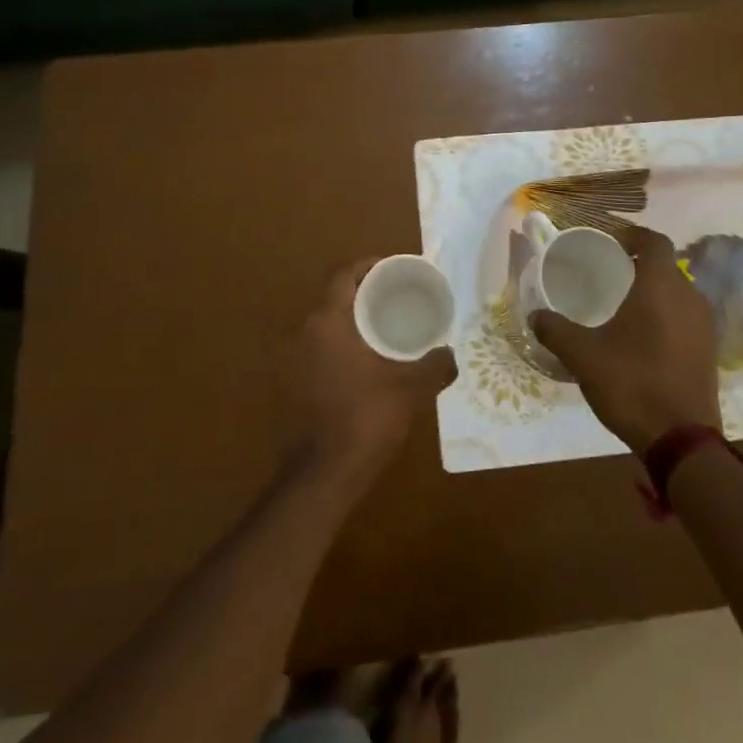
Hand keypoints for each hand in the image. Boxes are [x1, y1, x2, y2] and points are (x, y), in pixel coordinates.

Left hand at [283, 259, 456, 489]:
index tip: (394, 269)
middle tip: (398, 298)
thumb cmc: (364, 421)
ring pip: (326, 324)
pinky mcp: (291, 384)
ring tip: (386, 329)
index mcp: (328, 321)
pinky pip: (319, 349)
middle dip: (365, 292)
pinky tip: (366, 364)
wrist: (320, 477)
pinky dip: (341, 345)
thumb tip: (451, 356)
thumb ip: (434, 367)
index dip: (368, 265)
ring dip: (352, 321)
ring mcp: (293, 359)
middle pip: (335, 296)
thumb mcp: (409, 390)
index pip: (343, 273)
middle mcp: (305, 332)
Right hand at [530, 225, 720, 455]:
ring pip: (678, 292)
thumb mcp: (583, 356)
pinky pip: (686, 317)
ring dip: (654, 291)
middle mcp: (689, 297)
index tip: (610, 242)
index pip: (654, 241)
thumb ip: (556, 330)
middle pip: (666, 266)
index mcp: (660, 287)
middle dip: (640, 264)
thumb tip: (535, 315)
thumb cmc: (632, 384)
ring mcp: (704, 326)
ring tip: (624, 305)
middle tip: (610, 273)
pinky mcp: (709, 351)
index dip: (632, 235)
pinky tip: (644, 337)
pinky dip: (666, 315)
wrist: (682, 440)